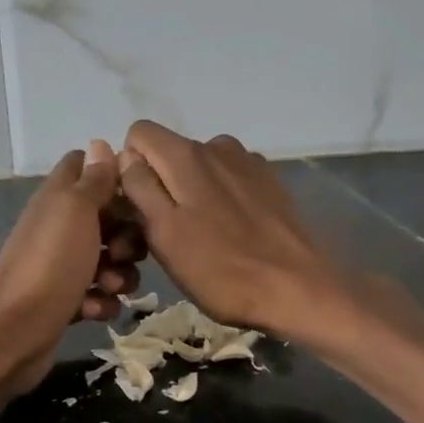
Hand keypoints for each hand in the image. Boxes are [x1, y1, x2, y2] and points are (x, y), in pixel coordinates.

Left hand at [0, 139, 145, 389]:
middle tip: (125, 253)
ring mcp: (62, 267)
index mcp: (59, 199)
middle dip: (128, 236)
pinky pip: (99, 296)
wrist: (15, 330)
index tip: (136, 194)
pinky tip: (93, 310)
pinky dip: (101, 303)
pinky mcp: (67, 302)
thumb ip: (92, 180)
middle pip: (108, 220)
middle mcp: (59, 228)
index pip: (85, 167)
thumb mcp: (75, 211)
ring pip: (110, 262)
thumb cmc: (50, 264)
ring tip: (108, 286)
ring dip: (120, 275)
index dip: (113, 176)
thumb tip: (100, 145)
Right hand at [118, 121, 346, 339]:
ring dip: (191, 193)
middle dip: (159, 185)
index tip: (137, 208)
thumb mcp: (164, 234)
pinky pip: (228, 180)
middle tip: (165, 234)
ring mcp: (247, 162)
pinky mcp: (269, 182)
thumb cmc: (220, 270)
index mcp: (186, 155)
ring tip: (200, 236)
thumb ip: (140, 188)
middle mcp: (216, 145)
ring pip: (199, 168)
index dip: (129, 168)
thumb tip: (127, 158)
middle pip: (169, 152)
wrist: (296, 289)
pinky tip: (231, 232)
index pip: (139, 134)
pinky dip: (220, 198)